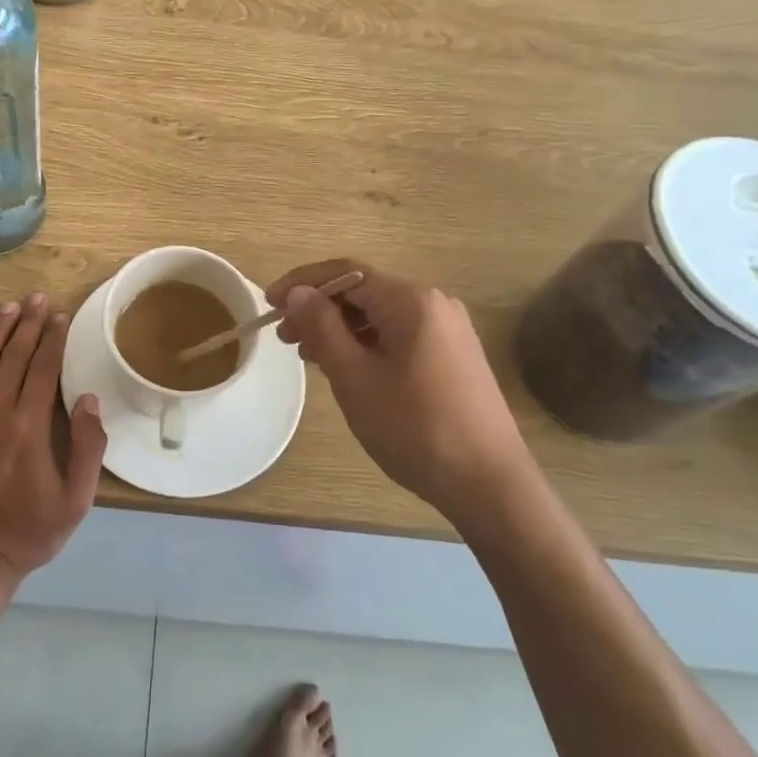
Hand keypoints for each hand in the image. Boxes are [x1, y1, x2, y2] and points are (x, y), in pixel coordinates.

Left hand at [0, 294, 106, 581]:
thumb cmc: (30, 531)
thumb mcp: (77, 498)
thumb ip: (88, 446)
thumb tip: (88, 400)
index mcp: (27, 428)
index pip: (41, 368)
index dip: (53, 338)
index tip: (60, 316)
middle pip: (11, 357)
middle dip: (28, 324)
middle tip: (37, 298)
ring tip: (9, 308)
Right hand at [266, 260, 529, 517]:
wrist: (489, 484)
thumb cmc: (414, 427)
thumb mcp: (355, 377)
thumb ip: (322, 327)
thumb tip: (298, 292)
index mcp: (411, 300)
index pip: (345, 272)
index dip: (302, 284)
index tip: (268, 304)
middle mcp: (434, 304)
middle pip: (364, 292)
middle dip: (320, 310)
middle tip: (285, 338)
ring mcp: (448, 330)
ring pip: (380, 316)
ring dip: (341, 329)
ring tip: (310, 356)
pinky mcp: (454, 356)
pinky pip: (399, 335)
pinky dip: (367, 344)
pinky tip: (348, 368)